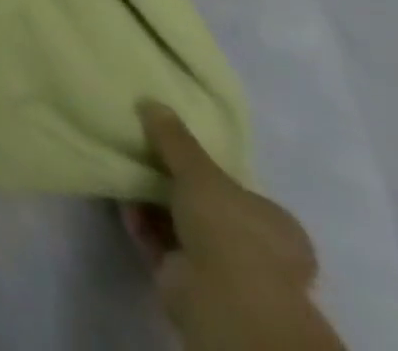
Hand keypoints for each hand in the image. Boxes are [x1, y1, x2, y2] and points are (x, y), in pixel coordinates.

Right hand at [123, 102, 342, 350]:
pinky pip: (160, 241)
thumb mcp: (198, 168)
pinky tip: (122, 204)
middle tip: (140, 157)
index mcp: (276, 224)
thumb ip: (174, 136)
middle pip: (205, 207)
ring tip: (123, 175)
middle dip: (170, 185)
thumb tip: (151, 101)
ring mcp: (226, 270)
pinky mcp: (192, 282)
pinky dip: (141, 224)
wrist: (222, 297)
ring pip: (179, 224)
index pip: (239, 191)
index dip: (205, 170)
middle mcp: (258, 250)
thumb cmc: (228, 227)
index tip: (170, 150)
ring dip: (150, 203)